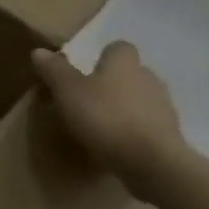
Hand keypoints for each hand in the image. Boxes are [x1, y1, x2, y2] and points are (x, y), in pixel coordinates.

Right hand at [32, 42, 191, 201]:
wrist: (151, 161)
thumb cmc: (105, 117)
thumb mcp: (68, 91)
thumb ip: (54, 70)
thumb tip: (39, 51)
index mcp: (124, 63)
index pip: (118, 48)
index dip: (103, 57)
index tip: (86, 72)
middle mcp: (148, 77)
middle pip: (129, 73)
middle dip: (112, 84)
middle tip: (88, 101)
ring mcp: (163, 106)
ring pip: (140, 99)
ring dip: (124, 108)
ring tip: (101, 126)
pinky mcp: (169, 133)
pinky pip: (147, 125)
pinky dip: (134, 130)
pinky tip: (118, 145)